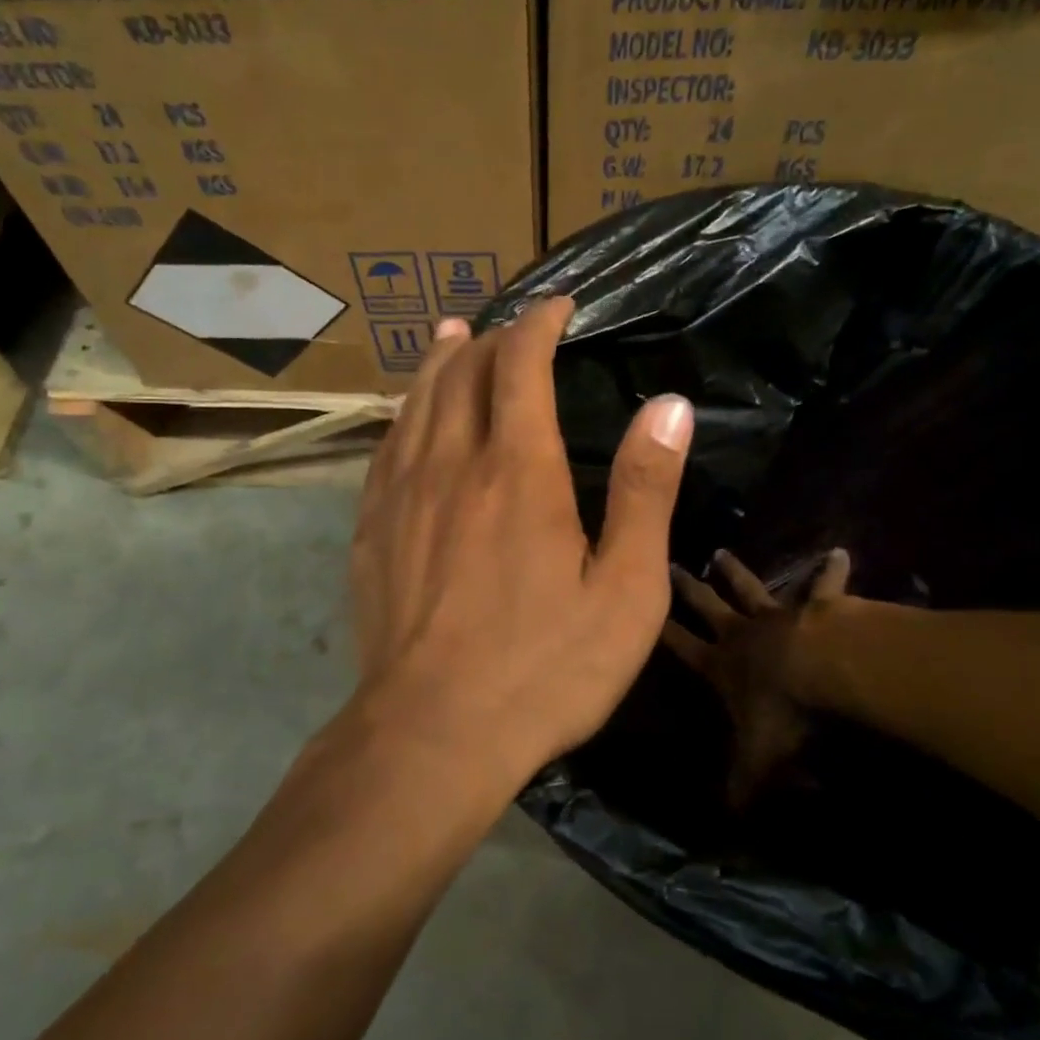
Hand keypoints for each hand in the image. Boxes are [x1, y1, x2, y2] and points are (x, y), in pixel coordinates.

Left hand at [348, 300, 694, 792]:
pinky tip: (409, 416)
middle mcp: (452, 463)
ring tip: (452, 337)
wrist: (432, 733)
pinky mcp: (370, 528)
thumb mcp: (623, 591)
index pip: (521, 364)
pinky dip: (406, 412)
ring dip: (440, 362)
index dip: (539, 324)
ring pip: (417, 401)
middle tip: (514, 328)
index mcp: (518, 469)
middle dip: (492, 338)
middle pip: (463, 372)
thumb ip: (645, 491)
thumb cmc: (543, 668)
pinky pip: (387, 445)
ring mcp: (401, 493)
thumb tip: (670, 406)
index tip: (560, 306)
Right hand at [664, 550, 851, 807]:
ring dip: (735, 571)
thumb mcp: (757, 761)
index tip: (644, 611)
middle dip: (688, 588)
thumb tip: (722, 824)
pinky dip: (830, 570)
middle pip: (707, 605)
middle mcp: (742, 633)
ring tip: (720, 551)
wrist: (826, 670)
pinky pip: (822, 586)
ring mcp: (778, 615)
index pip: (681, 647)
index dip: (662, 631)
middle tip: (674, 565)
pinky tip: (839, 551)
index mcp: (721, 665)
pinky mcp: (816, 607)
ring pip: (750, 588)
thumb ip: (740, 788)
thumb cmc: (784, 712)